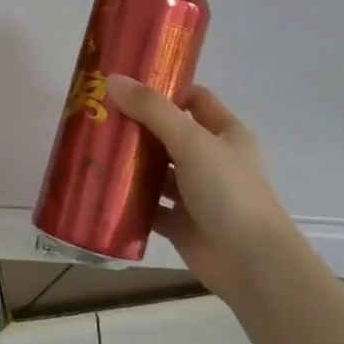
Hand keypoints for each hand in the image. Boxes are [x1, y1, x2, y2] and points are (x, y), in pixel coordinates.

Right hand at [106, 75, 296, 297]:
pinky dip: (128, 199)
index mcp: (225, 134)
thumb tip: (112, 79)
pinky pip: (149, 206)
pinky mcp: (180, 223)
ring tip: (92, 148)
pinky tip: (101, 189)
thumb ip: (152, 110)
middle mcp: (211, 160)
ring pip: (157, 171)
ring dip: (130, 163)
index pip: (194, 100)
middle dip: (137, 125)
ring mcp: (195, 193)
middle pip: (169, 134)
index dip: (165, 88)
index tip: (126, 83)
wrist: (251, 263)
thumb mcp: (191, 142)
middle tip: (98, 114)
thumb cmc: (228, 192)